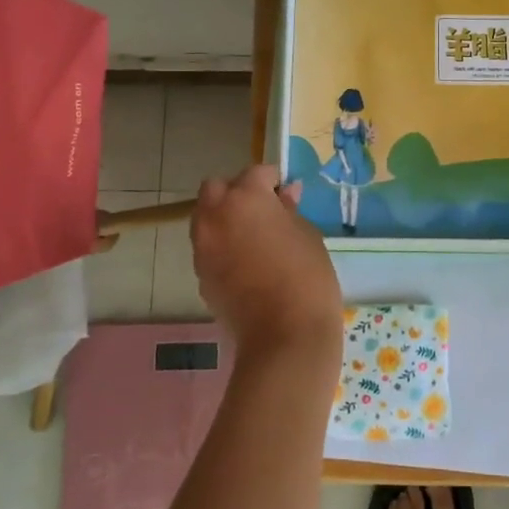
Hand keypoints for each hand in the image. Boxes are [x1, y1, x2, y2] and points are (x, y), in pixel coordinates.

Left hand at [191, 165, 342, 362]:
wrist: (285, 336)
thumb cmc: (307, 276)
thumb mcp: (307, 234)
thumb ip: (289, 210)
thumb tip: (283, 195)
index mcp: (245, 198)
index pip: (256, 172)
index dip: (273, 180)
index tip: (287, 193)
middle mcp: (215, 216)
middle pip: (216, 189)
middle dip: (236, 192)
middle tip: (263, 210)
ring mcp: (203, 247)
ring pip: (207, 218)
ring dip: (225, 218)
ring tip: (254, 237)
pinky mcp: (200, 275)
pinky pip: (209, 247)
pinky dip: (223, 245)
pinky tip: (247, 263)